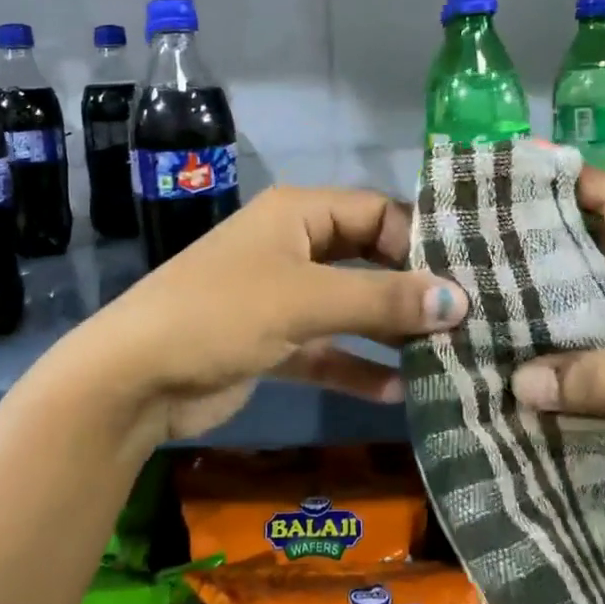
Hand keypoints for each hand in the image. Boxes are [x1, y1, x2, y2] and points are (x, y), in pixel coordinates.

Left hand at [55, 186, 468, 445]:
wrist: (134, 378)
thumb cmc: (220, 314)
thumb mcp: (305, 300)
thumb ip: (382, 300)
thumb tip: (459, 300)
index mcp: (297, 214)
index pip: (376, 212)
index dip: (421, 239)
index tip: (470, 276)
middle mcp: (293, 247)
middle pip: (367, 259)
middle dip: (412, 288)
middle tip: (471, 316)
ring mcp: (282, 297)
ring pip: (351, 308)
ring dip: (391, 331)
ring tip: (449, 354)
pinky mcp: (273, 343)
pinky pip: (328, 351)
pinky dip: (358, 368)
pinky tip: (401, 391)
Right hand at [507, 167, 604, 557]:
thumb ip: (595, 377)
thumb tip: (515, 383)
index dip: (567, 179)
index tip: (507, 172)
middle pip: (600, 252)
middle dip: (545, 243)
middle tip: (477, 240)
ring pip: (601, 309)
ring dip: (554, 308)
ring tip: (488, 299)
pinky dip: (573, 363)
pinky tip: (528, 366)